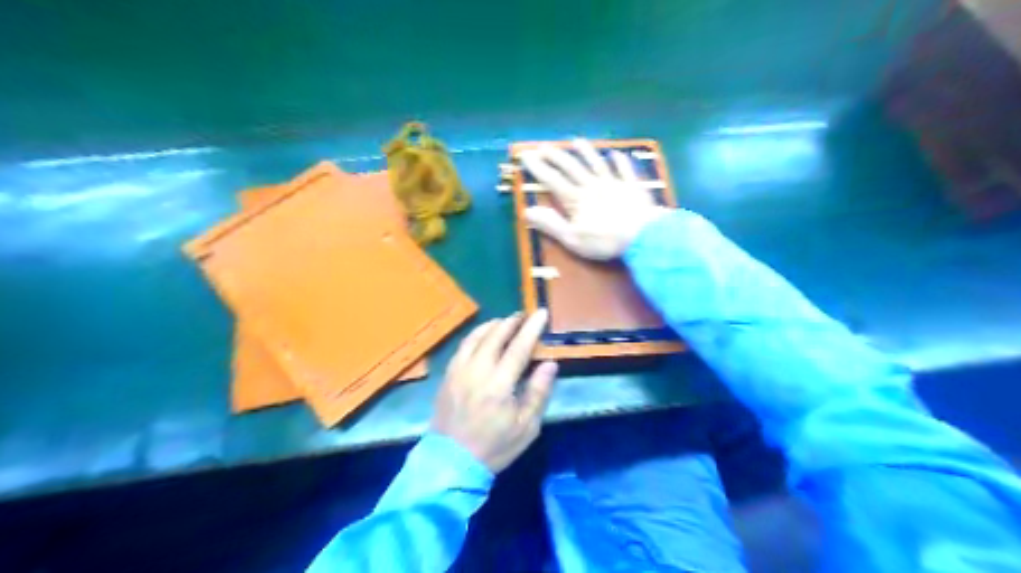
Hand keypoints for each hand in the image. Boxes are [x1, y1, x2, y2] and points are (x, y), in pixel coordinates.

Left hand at [430, 311, 556, 471]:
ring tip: (505, 321)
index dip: (532, 328)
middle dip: (512, 321)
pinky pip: (463, 346)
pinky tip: (482, 337)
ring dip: (492, 325)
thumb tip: (549, 363)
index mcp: (499, 384)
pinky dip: (475, 335)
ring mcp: (458, 371)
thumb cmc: (494, 447)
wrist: (451, 462)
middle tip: (524, 315)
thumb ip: (538, 392)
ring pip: (476, 337)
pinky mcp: (447, 375)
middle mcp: (477, 370)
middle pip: (495, 336)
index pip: (519, 347)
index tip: (542, 312)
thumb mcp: (526, 427)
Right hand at [519, 140, 670, 260]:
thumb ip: (551, 224)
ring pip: (596, 163)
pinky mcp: (632, 186)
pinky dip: (620, 161)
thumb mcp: (572, 239)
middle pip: (572, 167)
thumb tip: (527, 210)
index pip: (553, 180)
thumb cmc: (605, 241)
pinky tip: (616, 153)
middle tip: (544, 146)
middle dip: (556, 156)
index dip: (538, 168)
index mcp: (576, 199)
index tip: (526, 156)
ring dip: (586, 152)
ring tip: (576, 141)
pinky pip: (625, 170)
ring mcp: (614, 183)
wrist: (643, 235)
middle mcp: (592, 186)